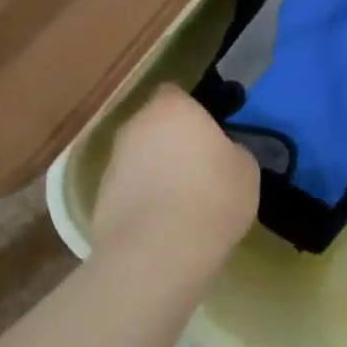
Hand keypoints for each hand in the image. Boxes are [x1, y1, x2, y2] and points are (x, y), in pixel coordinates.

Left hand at [92, 85, 259, 276]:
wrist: (159, 251)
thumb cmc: (212, 197)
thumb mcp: (246, 170)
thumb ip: (231, 151)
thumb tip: (222, 154)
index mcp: (172, 108)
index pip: (175, 94)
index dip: (191, 113)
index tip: (208, 135)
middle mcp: (135, 126)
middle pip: (153, 126)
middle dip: (170, 142)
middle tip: (197, 169)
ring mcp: (112, 162)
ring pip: (138, 159)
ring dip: (154, 172)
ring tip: (180, 204)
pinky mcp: (100, 198)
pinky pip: (128, 190)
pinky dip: (141, 201)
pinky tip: (162, 226)